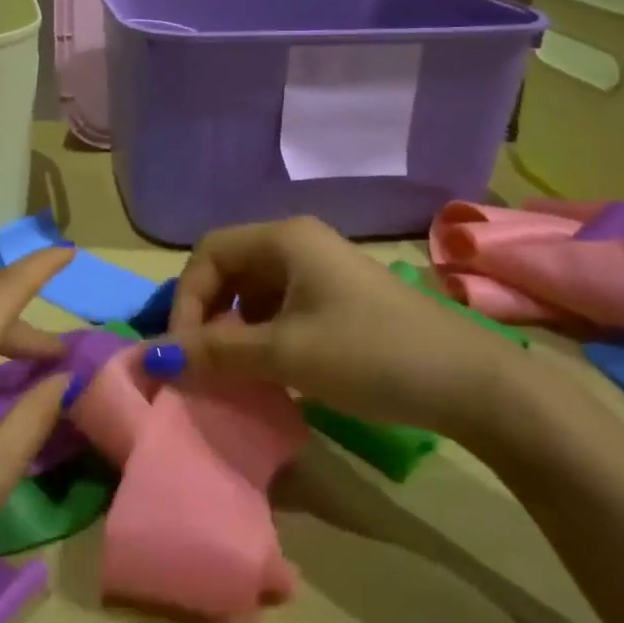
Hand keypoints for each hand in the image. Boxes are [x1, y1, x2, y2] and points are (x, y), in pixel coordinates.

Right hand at [162, 216, 524, 440]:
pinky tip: (268, 369)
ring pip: (253, 290)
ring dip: (232, 327)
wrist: (473, 384)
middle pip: (228, 268)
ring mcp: (322, 271)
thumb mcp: (286, 354)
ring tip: (231, 370)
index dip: (185, 300)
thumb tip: (150, 359)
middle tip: (200, 362)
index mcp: (285, 239)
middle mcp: (299, 244)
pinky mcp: (338, 299)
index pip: (208, 254)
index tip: (183, 353)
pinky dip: (261, 334)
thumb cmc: (372, 354)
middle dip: (206, 314)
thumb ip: (216, 353)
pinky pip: (280, 307)